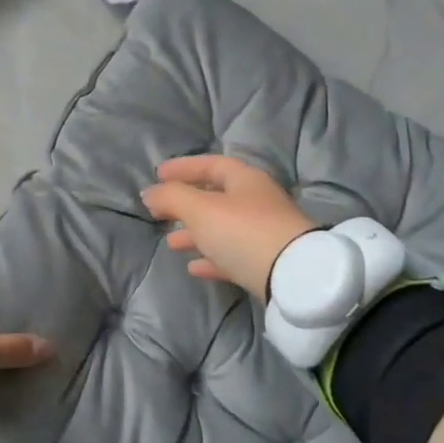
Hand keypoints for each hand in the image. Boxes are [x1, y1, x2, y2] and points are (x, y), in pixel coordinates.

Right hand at [141, 156, 318, 299]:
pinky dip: (211, 258)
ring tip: (171, 243)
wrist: (293, 277)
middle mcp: (257, 202)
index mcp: (245, 180)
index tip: (158, 174)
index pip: (211, 165)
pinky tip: (193, 267)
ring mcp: (264, 233)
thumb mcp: (200, 210)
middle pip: (216, 197)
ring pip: (222, 228)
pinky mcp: (266, 262)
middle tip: (160, 213)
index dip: (184, 167)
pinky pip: (232, 255)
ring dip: (195, 234)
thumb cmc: (243, 231)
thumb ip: (171, 198)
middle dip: (186, 205)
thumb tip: (149, 192)